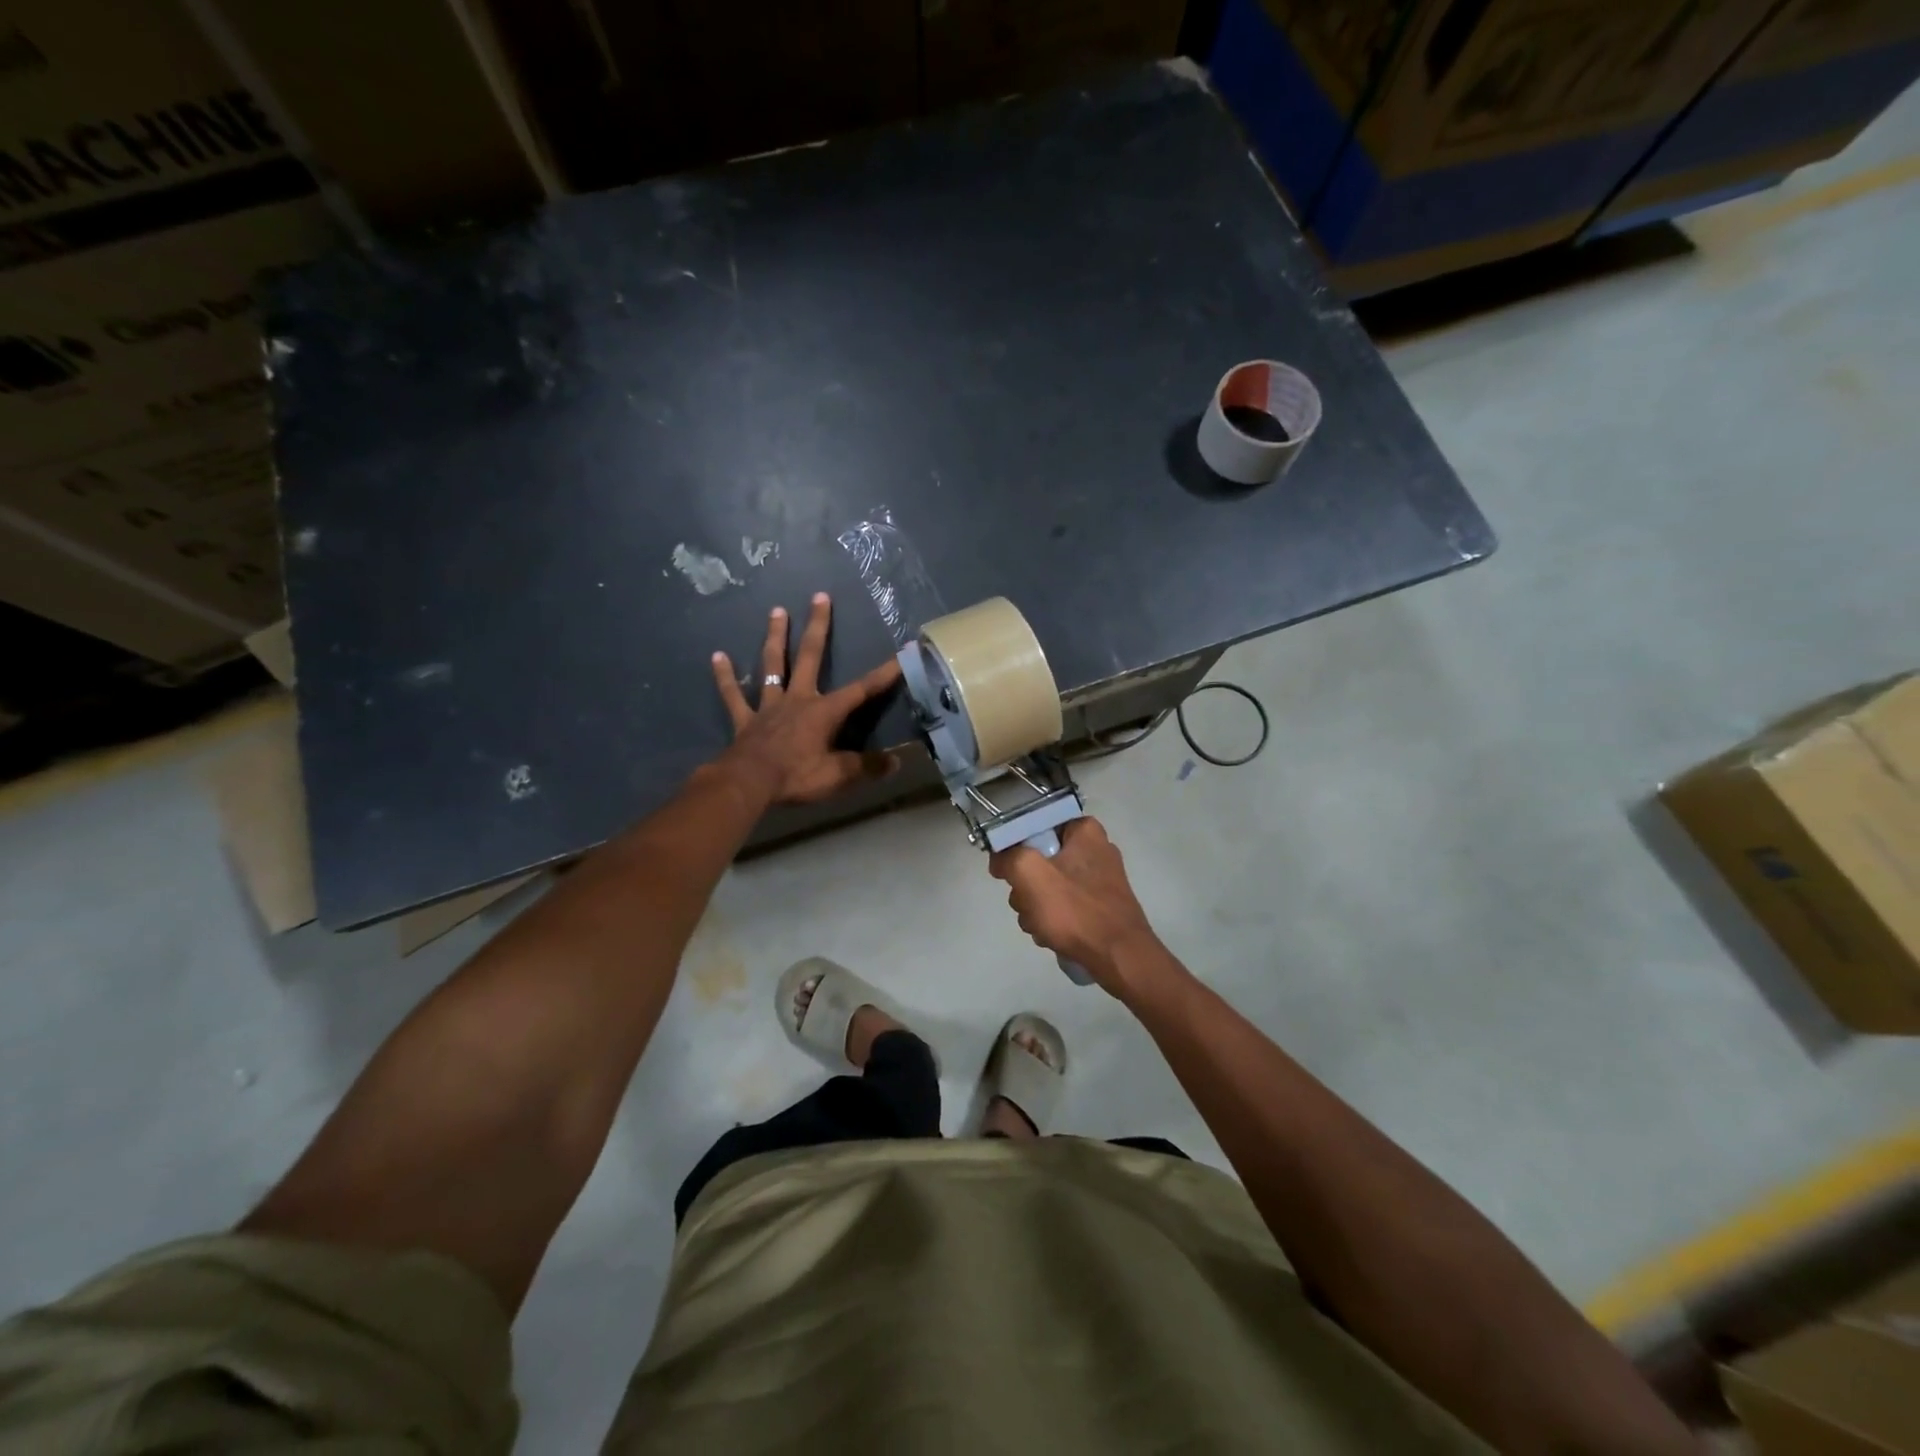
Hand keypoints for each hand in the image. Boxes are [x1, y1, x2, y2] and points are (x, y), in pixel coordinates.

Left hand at [712, 593, 901, 804]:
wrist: (747, 784)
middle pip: (810, 656)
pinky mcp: (745, 720)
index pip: (861, 689)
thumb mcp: (838, 776)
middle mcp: (797, 699)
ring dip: (775, 637)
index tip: (900, 653)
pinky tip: (717, 656)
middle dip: (818, 626)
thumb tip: (896, 762)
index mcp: (824, 711)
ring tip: (777, 611)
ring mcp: (768, 707)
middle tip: (819, 596)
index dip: (883, 674)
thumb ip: (867, 767)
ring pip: (773, 665)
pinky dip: (726, 676)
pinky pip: (734, 695)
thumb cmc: (796, 776)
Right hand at [988, 817, 1169, 999]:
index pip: (1036, 825)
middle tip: (1028, 903)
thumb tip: (1000, 861)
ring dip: (1035, 907)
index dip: (1015, 847)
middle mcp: (1094, 849)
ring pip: (1047, 885)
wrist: (1119, 958)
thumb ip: (1008, 857)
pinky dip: (1052, 919)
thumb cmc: (1076, 911)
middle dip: (1025, 886)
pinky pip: (1063, 905)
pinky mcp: (1098, 905)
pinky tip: (1051, 935)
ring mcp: (1098, 880)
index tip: (1007, 869)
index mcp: (1084, 830)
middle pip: (1039, 858)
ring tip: (1041, 925)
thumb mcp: (1030, 874)